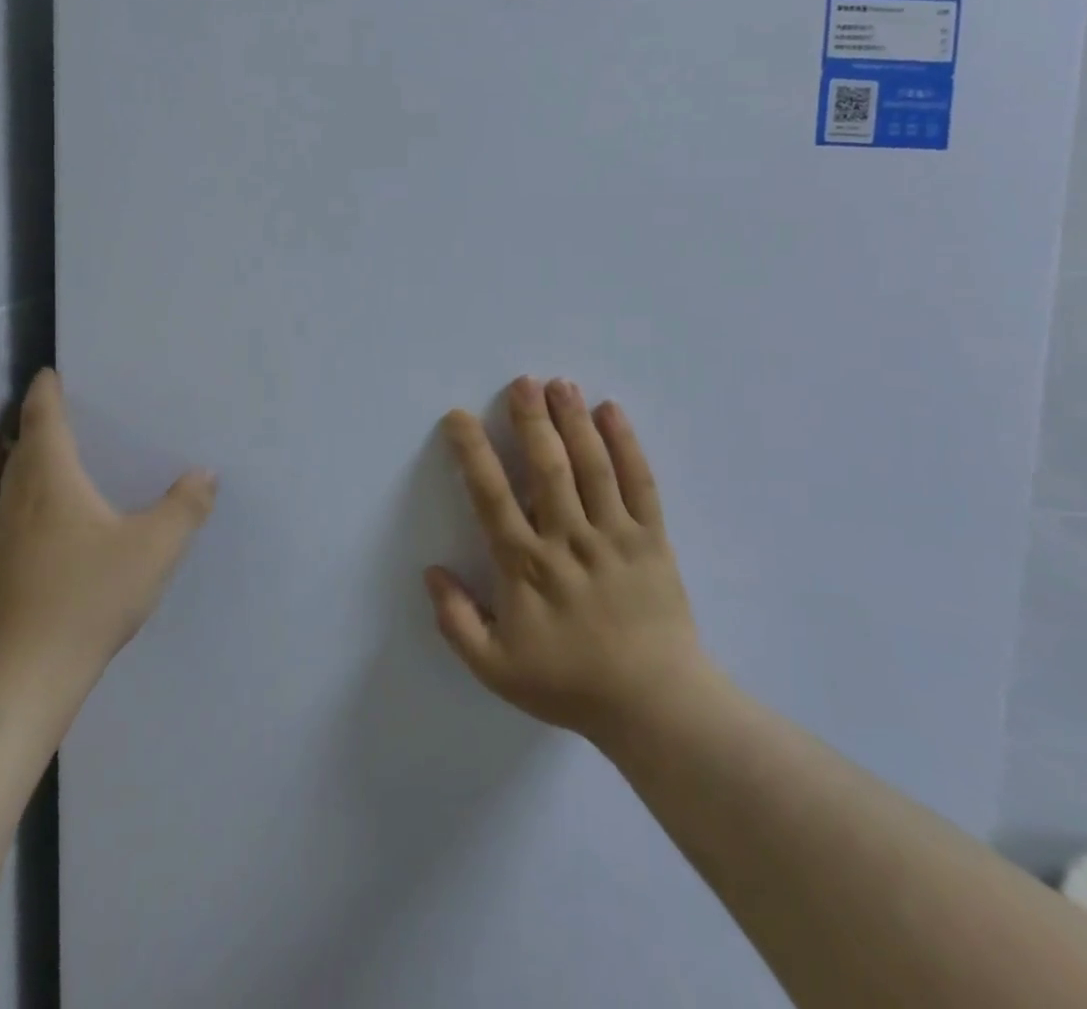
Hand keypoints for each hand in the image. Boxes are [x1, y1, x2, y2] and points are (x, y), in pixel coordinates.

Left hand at [0, 370, 216, 753]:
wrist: (19, 679)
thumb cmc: (86, 599)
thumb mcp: (153, 550)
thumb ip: (185, 508)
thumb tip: (204, 474)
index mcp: (51, 482)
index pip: (44, 421)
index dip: (47, 392)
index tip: (50, 372)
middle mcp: (19, 501)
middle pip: (23, 448)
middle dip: (39, 422)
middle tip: (66, 407)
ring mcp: (2, 538)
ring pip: (15, 482)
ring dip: (33, 460)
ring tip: (64, 455)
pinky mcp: (0, 570)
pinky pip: (16, 512)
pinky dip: (34, 495)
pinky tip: (59, 518)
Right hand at [426, 376, 709, 743]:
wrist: (654, 705)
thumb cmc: (569, 683)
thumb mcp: (495, 668)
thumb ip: (456, 621)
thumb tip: (431, 571)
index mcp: (526, 565)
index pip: (491, 496)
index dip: (473, 452)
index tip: (459, 417)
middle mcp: (568, 539)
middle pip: (547, 467)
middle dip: (532, 420)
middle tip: (521, 381)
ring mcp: (614, 535)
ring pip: (592, 466)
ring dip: (574, 420)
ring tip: (560, 384)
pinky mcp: (652, 538)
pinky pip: (640, 483)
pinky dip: (627, 444)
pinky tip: (612, 412)